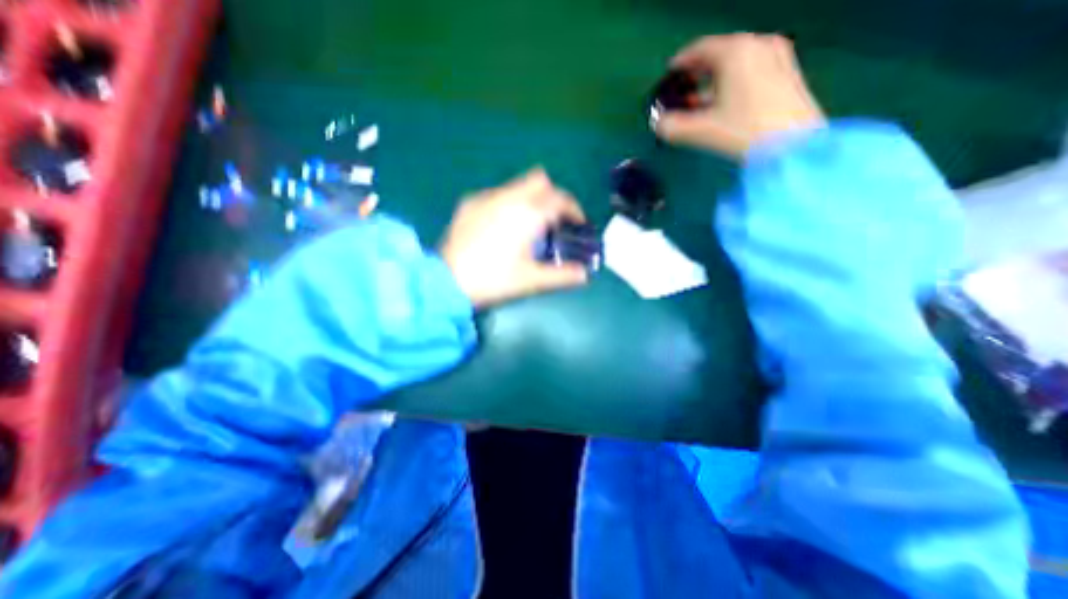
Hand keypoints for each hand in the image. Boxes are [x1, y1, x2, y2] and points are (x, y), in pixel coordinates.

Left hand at [441, 168, 590, 307]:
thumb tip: (584, 275)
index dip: (574, 209)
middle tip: (552, 221)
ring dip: (530, 199)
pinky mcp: (469, 204)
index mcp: (528, 213)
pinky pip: (497, 195)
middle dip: (551, 196)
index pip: (560, 199)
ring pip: (517, 186)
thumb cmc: (493, 280)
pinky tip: (500, 227)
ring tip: (527, 226)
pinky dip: (508, 204)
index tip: (578, 224)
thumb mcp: (531, 280)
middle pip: (539, 180)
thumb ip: (562, 276)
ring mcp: (486, 197)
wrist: (446, 281)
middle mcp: (508, 197)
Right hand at [655, 33, 828, 157]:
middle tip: (683, 88)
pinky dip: (734, 80)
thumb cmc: (744, 131)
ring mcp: (777, 56)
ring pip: (737, 61)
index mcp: (735, 52)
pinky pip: (752, 68)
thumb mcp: (701, 131)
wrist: (792, 144)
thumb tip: (658, 124)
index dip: (681, 61)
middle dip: (698, 71)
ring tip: (700, 99)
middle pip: (720, 52)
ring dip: (715, 78)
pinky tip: (725, 101)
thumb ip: (673, 127)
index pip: (701, 48)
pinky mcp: (787, 72)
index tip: (669, 74)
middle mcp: (758, 45)